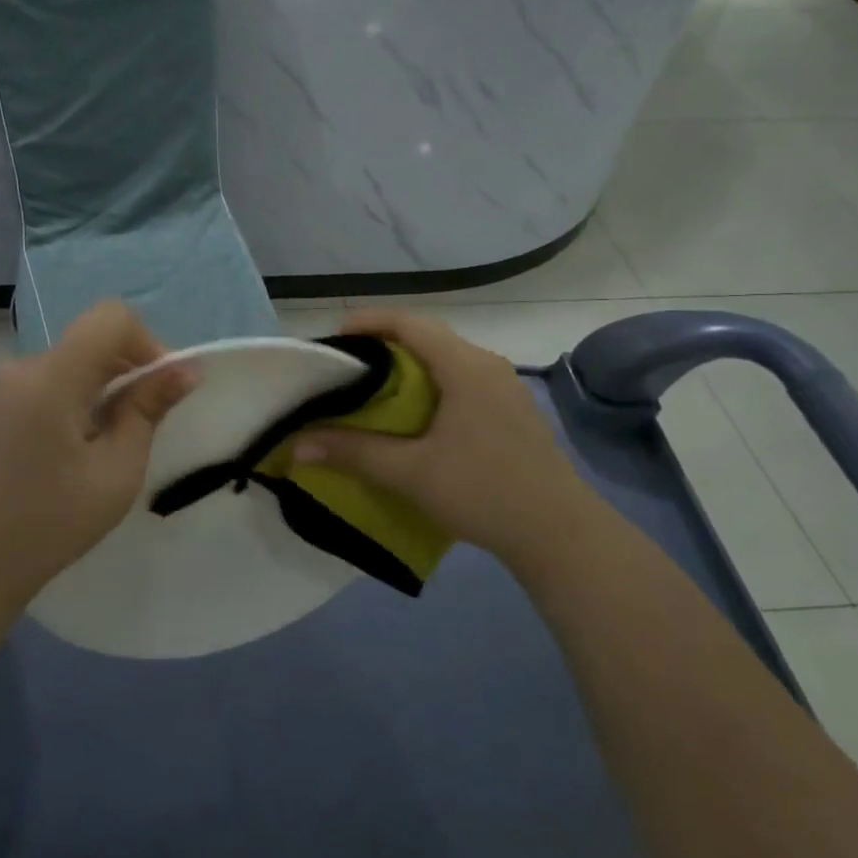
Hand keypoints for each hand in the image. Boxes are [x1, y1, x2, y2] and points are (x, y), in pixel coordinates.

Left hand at [0, 302, 191, 611]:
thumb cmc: (49, 524)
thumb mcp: (115, 472)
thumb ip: (148, 411)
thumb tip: (184, 370)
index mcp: (51, 378)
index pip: (111, 319)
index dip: (147, 343)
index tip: (159, 391)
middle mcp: (22, 368)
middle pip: (91, 340)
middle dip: (128, 370)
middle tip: (144, 426)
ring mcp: (2, 386)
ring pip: (72, 362)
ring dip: (103, 388)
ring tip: (109, 445)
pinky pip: (48, 381)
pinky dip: (76, 398)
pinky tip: (76, 449)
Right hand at [293, 309, 599, 564]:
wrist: (561, 534)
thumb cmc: (484, 491)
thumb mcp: (411, 472)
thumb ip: (353, 452)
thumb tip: (297, 445)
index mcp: (465, 366)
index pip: (409, 323)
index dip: (368, 322)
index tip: (334, 339)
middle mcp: (487, 365)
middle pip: (427, 336)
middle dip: (383, 344)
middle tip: (346, 367)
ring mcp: (505, 387)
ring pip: (446, 359)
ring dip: (408, 365)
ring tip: (372, 388)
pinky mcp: (511, 410)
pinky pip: (461, 379)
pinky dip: (430, 383)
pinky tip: (414, 415)